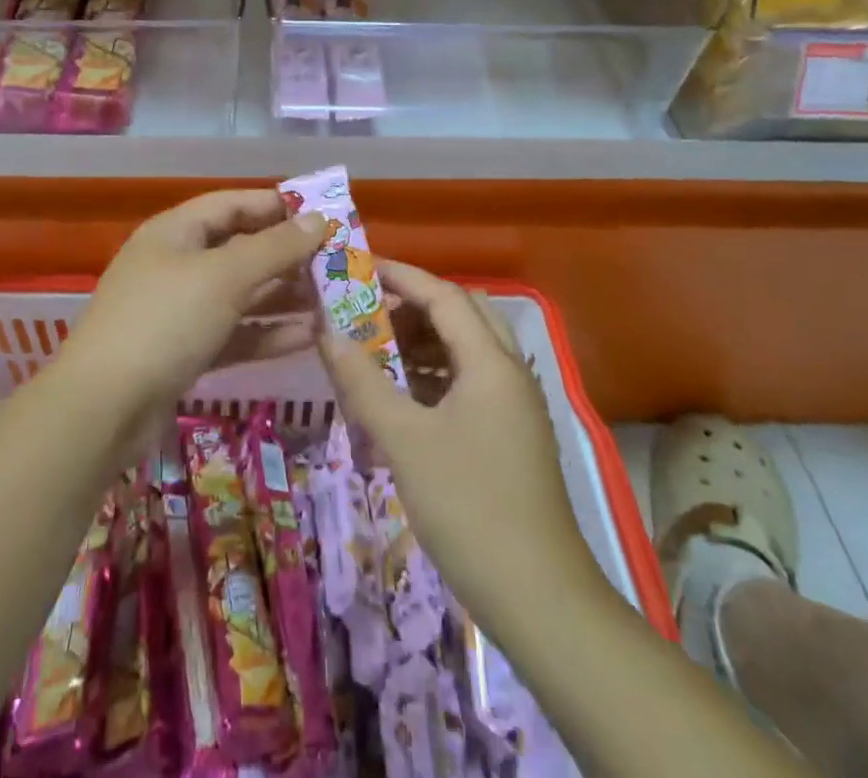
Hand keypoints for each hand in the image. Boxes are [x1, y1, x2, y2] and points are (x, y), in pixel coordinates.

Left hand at [58, 189, 327, 457]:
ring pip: (241, 294)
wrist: (102, 409)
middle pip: (240, 249)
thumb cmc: (165, 322)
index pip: (232, 204)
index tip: (322, 215)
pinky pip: (234, 332)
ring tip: (332, 300)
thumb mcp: (224, 277)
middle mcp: (177, 264)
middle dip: (287, 255)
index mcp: (175, 231)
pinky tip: (309, 337)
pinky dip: (267, 332)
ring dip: (283, 296)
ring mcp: (180, 310)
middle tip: (336, 264)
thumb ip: (274, 248)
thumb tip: (317, 219)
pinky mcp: (185, 351)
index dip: (276, 206)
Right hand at [320, 262, 602, 633]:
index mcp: (490, 362)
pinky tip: (402, 395)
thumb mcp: (405, 440)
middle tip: (368, 309)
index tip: (357, 267)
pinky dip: (435, 375)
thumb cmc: (469, 507)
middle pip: (462, 314)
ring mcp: (514, 406)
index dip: (400, 276)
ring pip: (467, 350)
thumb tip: (326, 332)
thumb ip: (363, 381)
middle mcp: (509, 372)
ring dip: (424, 341)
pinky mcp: (511, 436)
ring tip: (375, 348)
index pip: (443, 295)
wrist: (541, 600)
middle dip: (414, 304)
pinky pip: (470, 382)